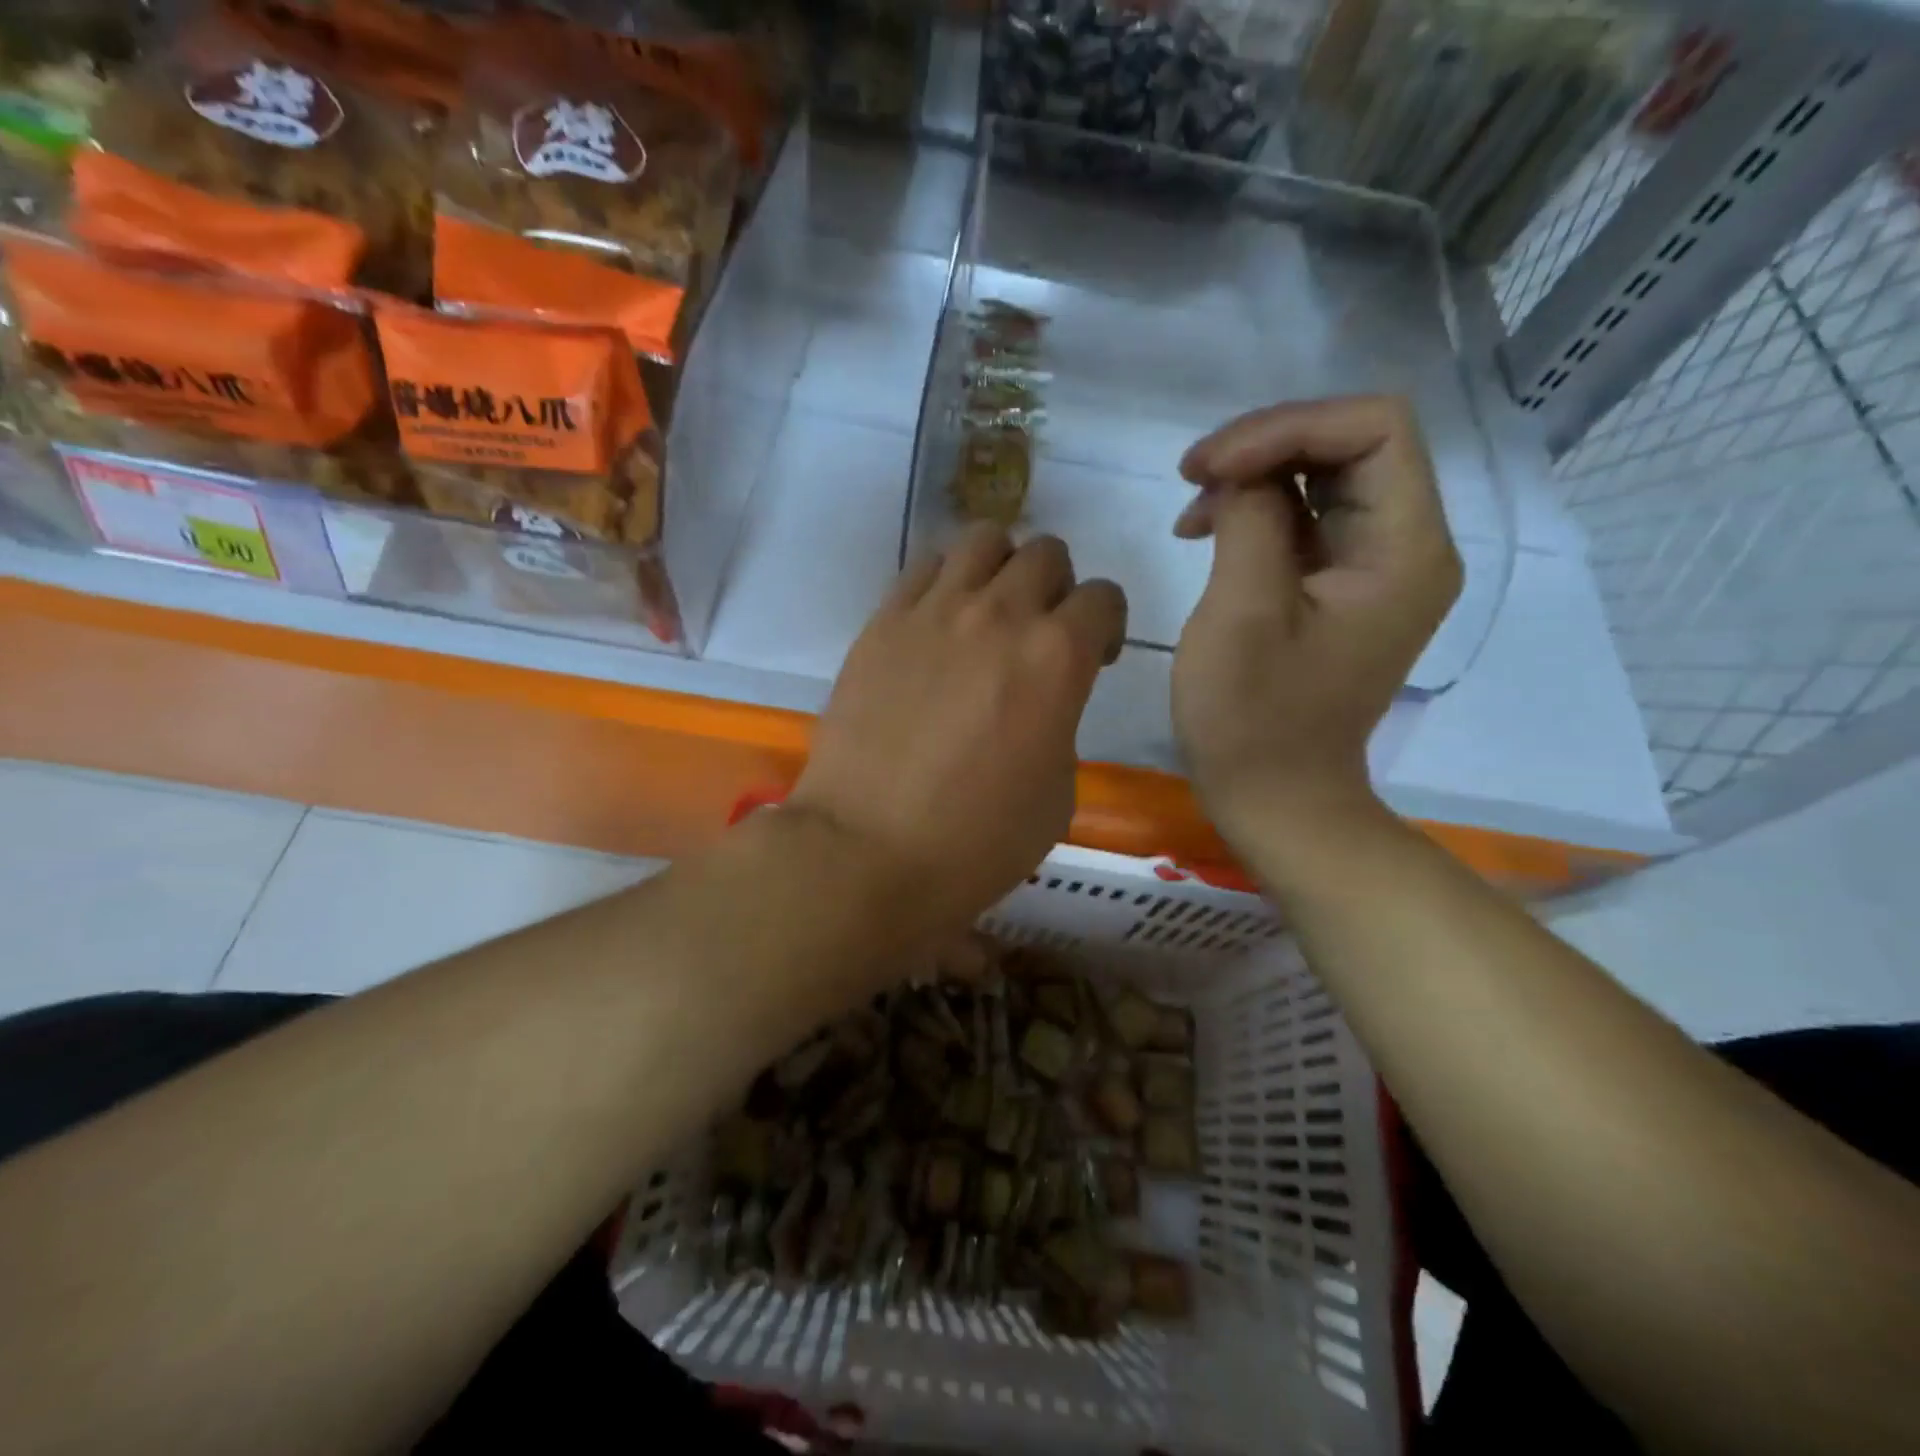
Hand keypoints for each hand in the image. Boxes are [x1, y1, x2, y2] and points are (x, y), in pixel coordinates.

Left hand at [790, 525, 1126, 941]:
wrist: (868, 850)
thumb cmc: (976, 841)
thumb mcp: (1057, 793)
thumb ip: (1060, 723)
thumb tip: (1041, 702)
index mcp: (1057, 657)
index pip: (1103, 597)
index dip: (1106, 627)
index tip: (1093, 661)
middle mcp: (1000, 614)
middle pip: (1046, 553)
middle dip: (1057, 589)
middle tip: (1039, 636)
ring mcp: (933, 611)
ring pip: (983, 541)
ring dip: (1001, 568)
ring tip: (988, 613)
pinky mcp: (882, 622)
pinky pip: (923, 568)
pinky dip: (945, 582)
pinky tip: (937, 625)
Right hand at [1171, 395, 1461, 844]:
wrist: (1276, 797)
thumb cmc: (1254, 720)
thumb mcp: (1242, 613)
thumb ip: (1249, 521)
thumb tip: (1240, 474)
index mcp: (1404, 549)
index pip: (1374, 427)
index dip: (1288, 427)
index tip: (1210, 468)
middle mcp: (1407, 544)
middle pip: (1351, 443)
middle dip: (1266, 445)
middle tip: (1191, 476)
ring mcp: (1375, 566)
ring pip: (1324, 475)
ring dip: (1254, 475)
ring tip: (1192, 508)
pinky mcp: (1341, 585)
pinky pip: (1308, 517)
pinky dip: (1255, 510)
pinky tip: (1205, 529)